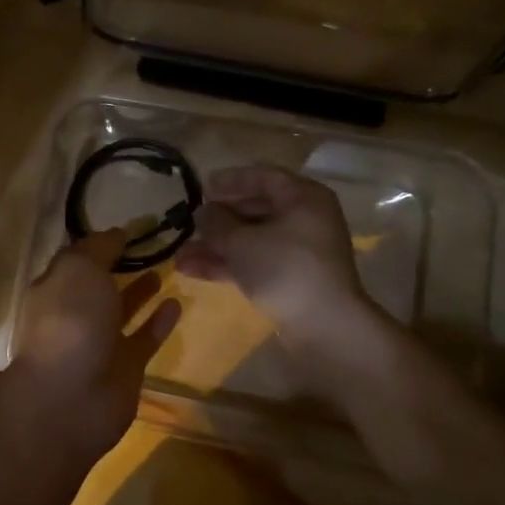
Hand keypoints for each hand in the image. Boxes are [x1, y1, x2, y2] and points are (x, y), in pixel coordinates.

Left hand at [8, 230, 180, 458]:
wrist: (70, 398)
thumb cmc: (70, 320)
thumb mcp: (79, 268)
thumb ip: (100, 248)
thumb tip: (117, 233)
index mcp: (56, 286)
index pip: (78, 257)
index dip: (101, 241)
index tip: (131, 226)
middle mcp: (75, 312)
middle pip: (99, 283)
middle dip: (120, 264)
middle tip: (153, 243)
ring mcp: (100, 341)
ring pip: (122, 309)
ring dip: (140, 290)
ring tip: (165, 267)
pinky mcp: (125, 366)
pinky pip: (144, 337)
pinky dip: (159, 321)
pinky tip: (177, 302)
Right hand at [174, 165, 373, 344]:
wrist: (324, 328)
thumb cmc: (285, 268)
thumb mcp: (241, 241)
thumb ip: (216, 222)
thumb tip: (203, 212)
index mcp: (303, 197)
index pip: (263, 177)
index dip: (229, 180)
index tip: (201, 188)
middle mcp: (305, 219)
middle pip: (255, 209)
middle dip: (218, 218)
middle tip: (189, 221)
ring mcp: (299, 252)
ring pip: (251, 239)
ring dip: (216, 245)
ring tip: (180, 254)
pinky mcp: (292, 279)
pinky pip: (255, 262)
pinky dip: (227, 264)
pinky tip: (191, 270)